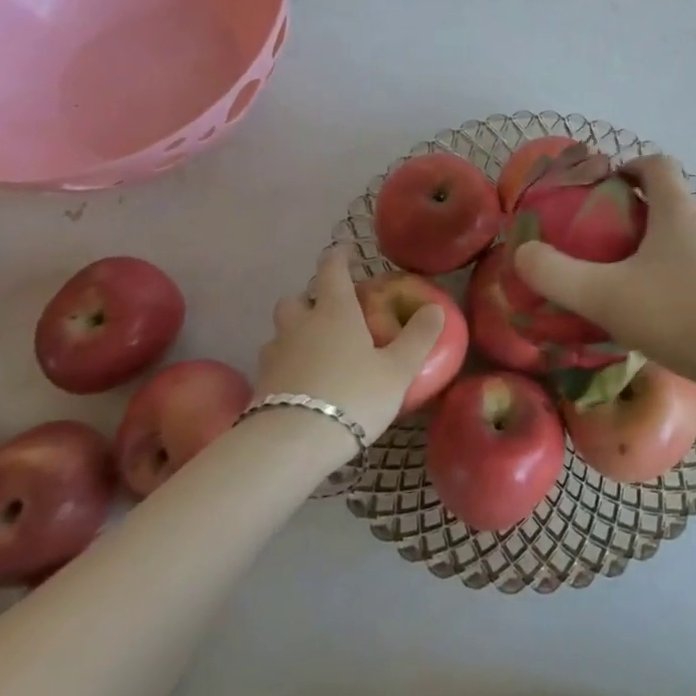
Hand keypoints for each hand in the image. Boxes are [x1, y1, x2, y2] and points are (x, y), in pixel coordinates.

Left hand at [256, 248, 444, 446]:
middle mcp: (301, 324)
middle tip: (329, 311)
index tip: (345, 250)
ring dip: (294, 332)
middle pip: (296, 298)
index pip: (332, 269)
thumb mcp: (397, 370)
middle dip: (310, 299)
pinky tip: (300, 383)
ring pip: (280, 331)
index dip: (338, 256)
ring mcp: (275, 355)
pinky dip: (285, 364)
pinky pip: (273, 363)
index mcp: (334, 311)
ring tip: (314, 350)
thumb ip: (418, 338)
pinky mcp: (260, 386)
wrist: (290, 445)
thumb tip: (435, 308)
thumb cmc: (352, 396)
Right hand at [512, 154, 695, 399]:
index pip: (657, 165)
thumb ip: (557, 275)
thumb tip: (522, 253)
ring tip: (656, 283)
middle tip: (626, 245)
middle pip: (682, 199)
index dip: (632, 167)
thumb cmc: (680, 315)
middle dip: (654, 212)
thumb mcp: (606, 297)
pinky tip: (690, 313)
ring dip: (681, 245)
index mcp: (679, 210)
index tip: (612, 188)